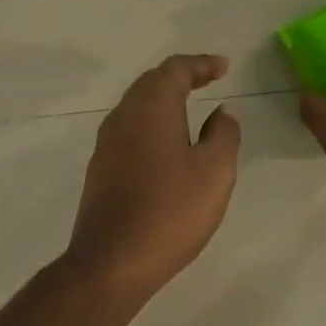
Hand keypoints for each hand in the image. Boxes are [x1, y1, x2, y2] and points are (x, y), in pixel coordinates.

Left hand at [69, 54, 241, 294]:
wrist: (113, 261)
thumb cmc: (171, 211)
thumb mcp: (215, 171)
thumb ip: (224, 134)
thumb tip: (223, 112)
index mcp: (151, 108)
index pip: (175, 70)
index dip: (201, 64)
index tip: (224, 67)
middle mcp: (122, 117)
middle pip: (151, 84)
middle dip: (181, 78)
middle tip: (208, 80)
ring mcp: (106, 145)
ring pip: (137, 108)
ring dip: (164, 102)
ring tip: (190, 109)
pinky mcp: (100, 171)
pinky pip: (129, 133)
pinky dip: (152, 127)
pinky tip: (166, 147)